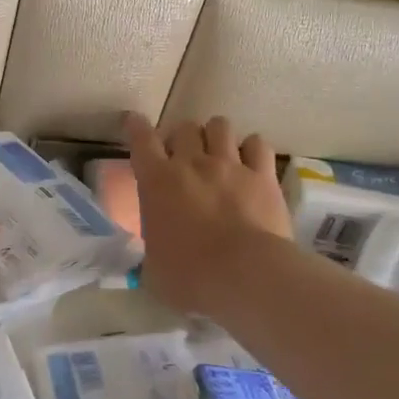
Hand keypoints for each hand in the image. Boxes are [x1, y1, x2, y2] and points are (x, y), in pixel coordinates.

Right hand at [125, 112, 291, 318]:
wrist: (246, 275)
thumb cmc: (190, 277)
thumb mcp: (153, 270)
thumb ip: (150, 254)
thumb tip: (153, 259)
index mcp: (156, 182)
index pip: (141, 140)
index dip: (136, 127)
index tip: (134, 122)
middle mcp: (192, 164)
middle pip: (184, 128)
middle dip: (181, 137)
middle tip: (183, 156)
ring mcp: (230, 166)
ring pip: (220, 126)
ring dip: (214, 135)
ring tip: (217, 151)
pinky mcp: (263, 176)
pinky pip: (257, 144)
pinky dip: (251, 148)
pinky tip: (250, 160)